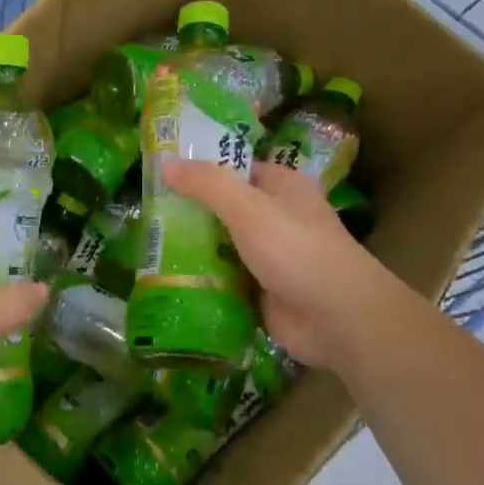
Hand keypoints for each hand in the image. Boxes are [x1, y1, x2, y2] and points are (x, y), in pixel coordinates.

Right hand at [164, 159, 396, 370]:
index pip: (235, 168)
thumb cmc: (297, 250)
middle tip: (146, 211)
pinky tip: (167, 276)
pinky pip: (223, 277)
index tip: (160, 173)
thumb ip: (207, 184)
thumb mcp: (248, 208)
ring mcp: (269, 256)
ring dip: (191, 246)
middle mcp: (276, 217)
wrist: (337, 319)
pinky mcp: (260, 290)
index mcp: (282, 187)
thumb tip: (165, 164)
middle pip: (224, 208)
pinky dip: (201, 277)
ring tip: (147, 243)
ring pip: (221, 244)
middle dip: (189, 210)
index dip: (200, 168)